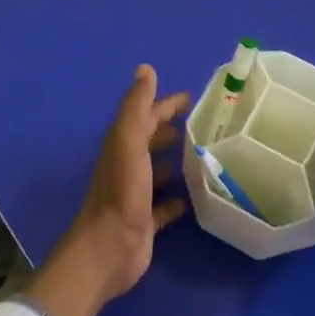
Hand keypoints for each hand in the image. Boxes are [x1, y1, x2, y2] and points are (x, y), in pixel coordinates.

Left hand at [69, 64, 192, 300]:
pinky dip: (177, 198)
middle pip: (151, 141)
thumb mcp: (129, 140)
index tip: (193, 98)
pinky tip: (193, 198)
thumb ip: (137, 106)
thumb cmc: (122, 190)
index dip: (166, 104)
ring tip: (205, 157)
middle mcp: (128, 165)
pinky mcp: (145, 220)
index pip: (146, 115)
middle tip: (204, 126)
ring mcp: (136, 194)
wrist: (110, 247)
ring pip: (157, 171)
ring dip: (175, 162)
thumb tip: (145, 68)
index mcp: (123, 144)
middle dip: (172, 130)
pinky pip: (164, 205)